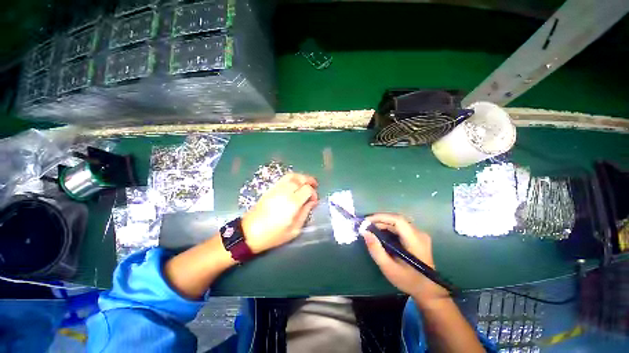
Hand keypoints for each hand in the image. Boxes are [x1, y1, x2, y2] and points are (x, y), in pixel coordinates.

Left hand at [242, 173, 317, 253]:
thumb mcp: (294, 230)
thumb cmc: (273, 235)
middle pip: (300, 179)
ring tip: (306, 182)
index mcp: (292, 203)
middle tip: (315, 185)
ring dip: (301, 177)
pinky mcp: (270, 189)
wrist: (249, 232)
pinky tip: (295, 183)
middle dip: (310, 180)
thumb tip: (312, 202)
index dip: (314, 193)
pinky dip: (292, 178)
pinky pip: (283, 178)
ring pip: (292, 176)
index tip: (314, 201)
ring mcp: (276, 189)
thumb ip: (305, 214)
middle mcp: (285, 192)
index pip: (307, 189)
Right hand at [363, 213, 447, 304]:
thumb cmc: (408, 280)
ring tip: (370, 228)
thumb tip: (365, 232)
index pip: (397, 220)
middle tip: (366, 225)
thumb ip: (376, 249)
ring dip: (383, 223)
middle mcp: (419, 233)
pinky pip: (400, 226)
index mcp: (415, 241)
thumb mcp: (388, 268)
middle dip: (379, 220)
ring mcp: (419, 234)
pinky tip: (380, 232)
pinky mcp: (417, 236)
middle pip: (397, 219)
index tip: (366, 221)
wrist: (427, 290)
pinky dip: (388, 227)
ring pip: (398, 222)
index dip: (381, 217)